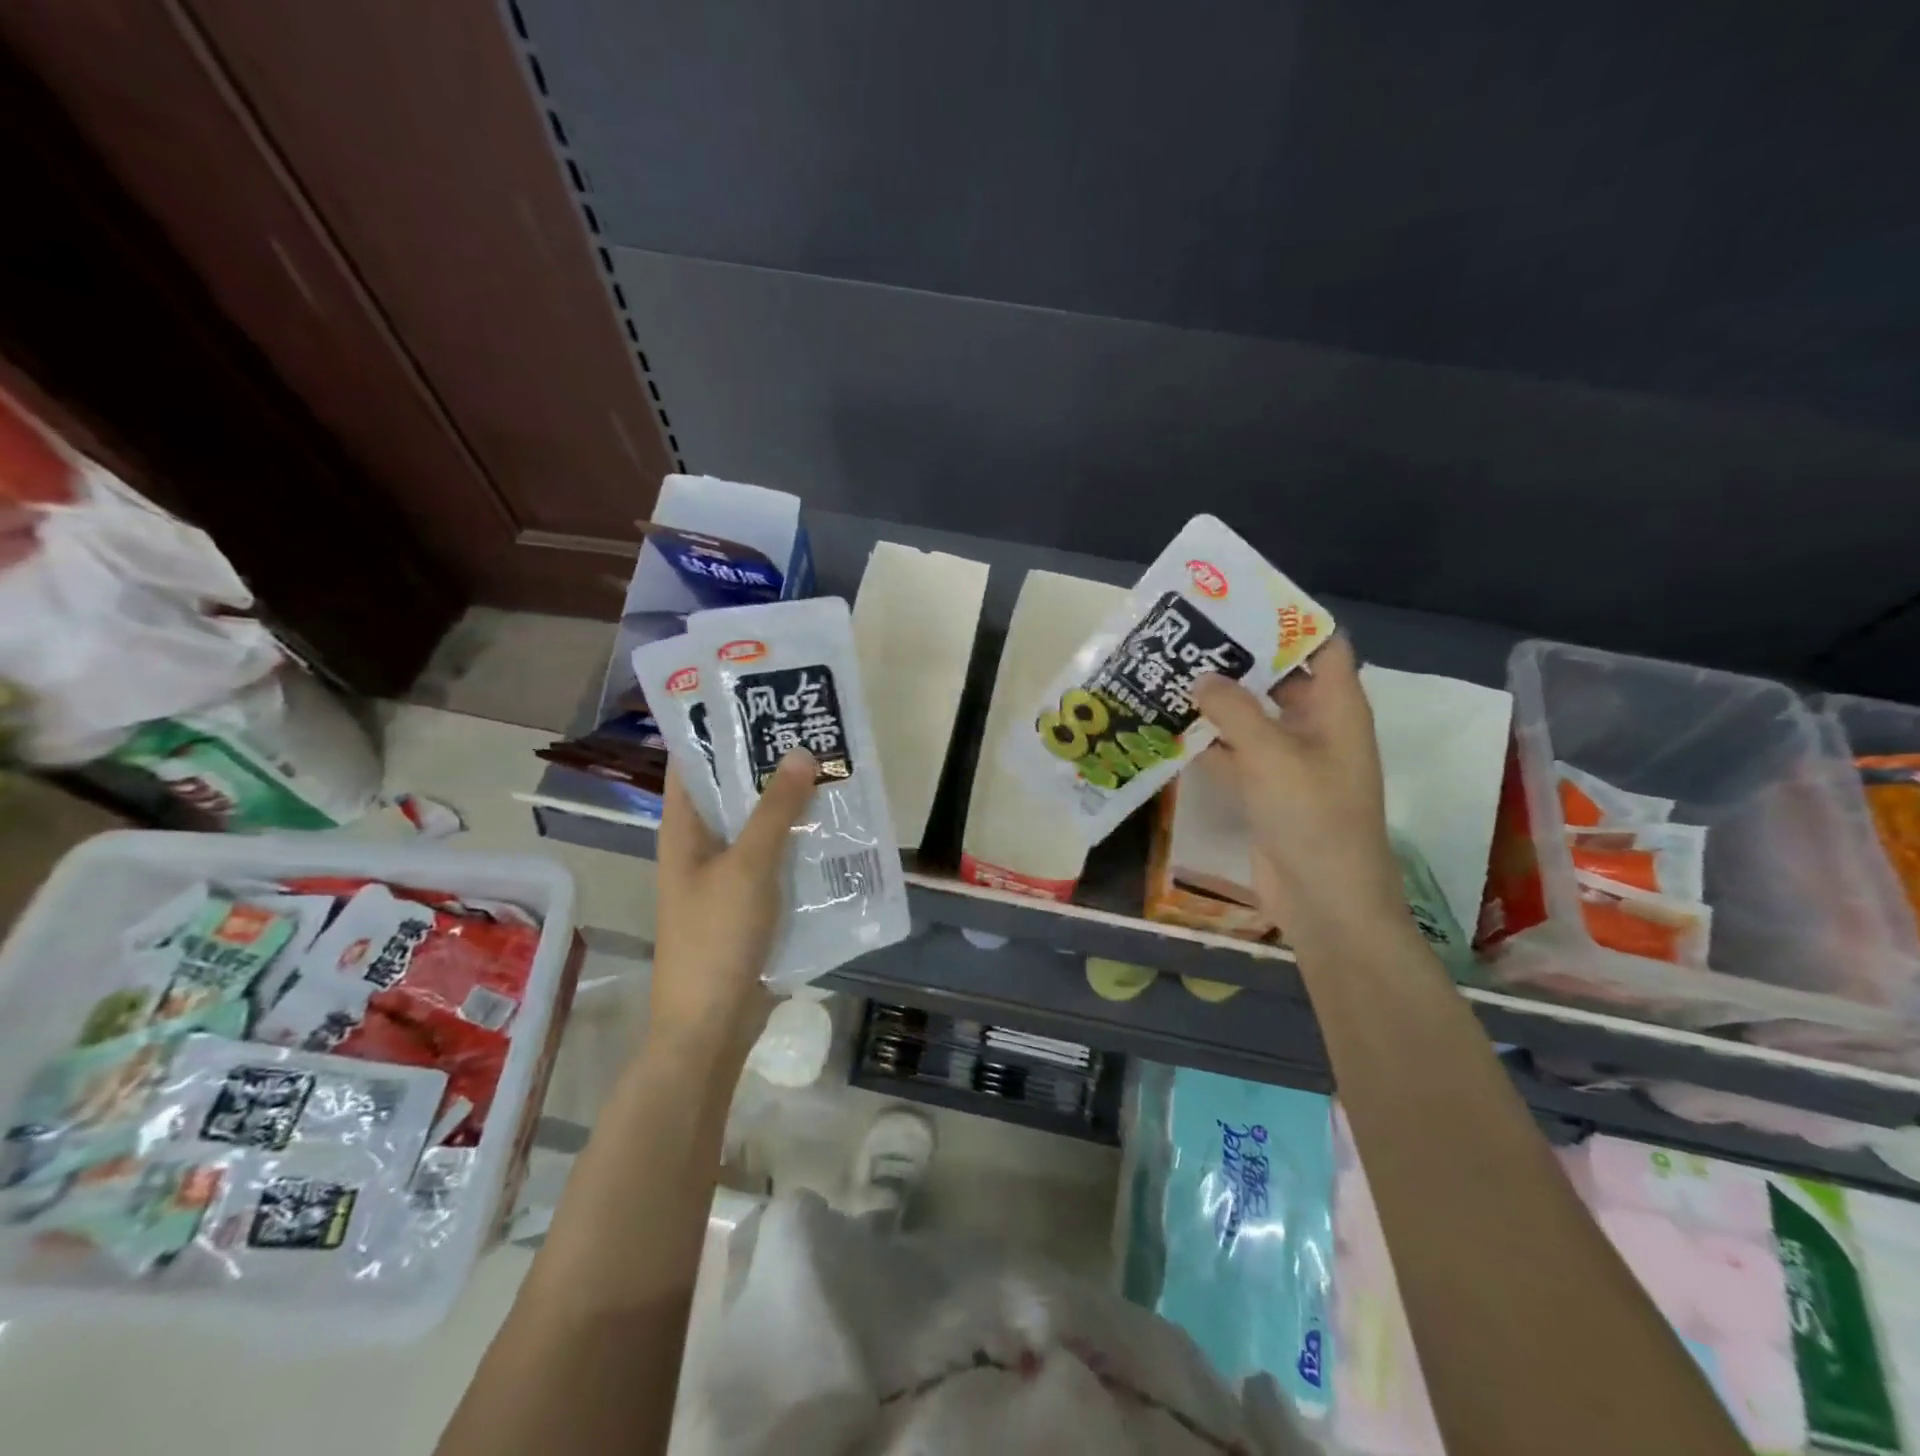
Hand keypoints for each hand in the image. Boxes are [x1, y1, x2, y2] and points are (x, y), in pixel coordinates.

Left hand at [649, 750, 817, 1062]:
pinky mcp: (752, 905)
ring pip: (760, 829)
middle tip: (813, 733)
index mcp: (684, 831)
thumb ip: (775, 811)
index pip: (692, 765)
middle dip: (769, 766)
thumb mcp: (748, 867)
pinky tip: (835, 831)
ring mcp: (727, 878)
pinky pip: (777, 862)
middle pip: (733, 794)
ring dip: (790, 807)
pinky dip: (800, 845)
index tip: (759, 702)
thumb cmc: (716, 938)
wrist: (712, 1025)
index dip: (718, 731)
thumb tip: (801, 753)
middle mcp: (702, 848)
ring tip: (833, 773)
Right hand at [1192, 636, 1403, 945]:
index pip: (1321, 645)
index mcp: (1336, 707)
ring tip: (1170, 674)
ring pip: (1251, 717)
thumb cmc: (1312, 817)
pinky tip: (1169, 730)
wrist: (1324, 900)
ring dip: (1217, 702)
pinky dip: (1208, 743)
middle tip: (1188, 637)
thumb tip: (1200, 678)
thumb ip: (1233, 710)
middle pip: (1279, 677)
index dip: (1287, 620)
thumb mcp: (1271, 754)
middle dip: (1238, 659)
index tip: (1238, 602)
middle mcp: (1316, 726)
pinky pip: (1235, 754)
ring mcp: (1290, 761)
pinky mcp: (1266, 790)